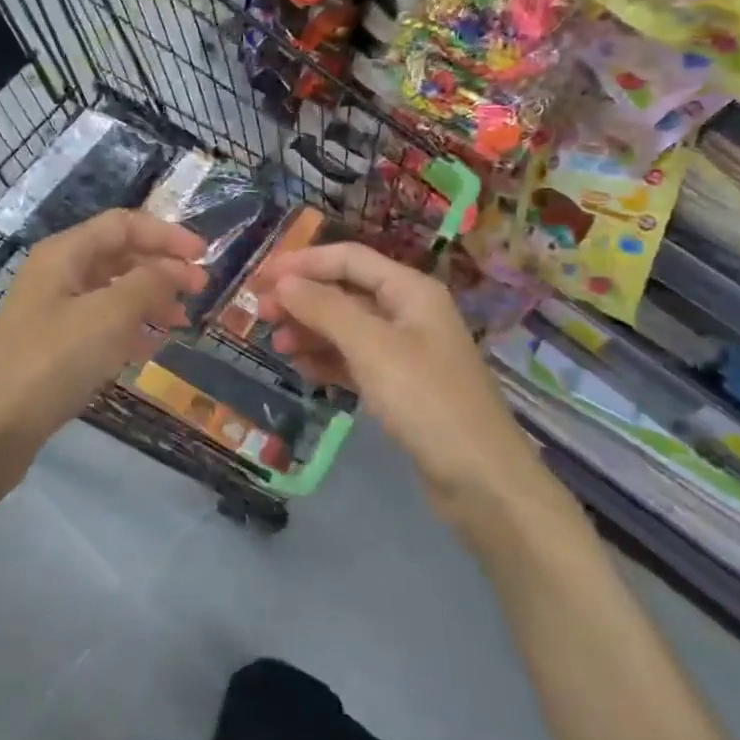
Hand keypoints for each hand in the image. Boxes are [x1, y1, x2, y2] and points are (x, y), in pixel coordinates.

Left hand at [0, 211, 205, 485]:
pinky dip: (130, 329)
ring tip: (182, 322)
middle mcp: (58, 275)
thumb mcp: (108, 316)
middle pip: (119, 256)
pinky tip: (151, 346)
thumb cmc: (52, 362)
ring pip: (112, 292)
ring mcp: (53, 312)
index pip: (124, 225)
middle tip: (200, 291)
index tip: (204, 256)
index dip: (167, 234)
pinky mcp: (54, 347)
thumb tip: (176, 269)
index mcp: (65, 254)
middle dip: (162, 268)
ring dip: (150, 300)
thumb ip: (149, 284)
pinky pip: (101, 325)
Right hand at [254, 243, 561, 532]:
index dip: (302, 263)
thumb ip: (325, 309)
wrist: (481, 480)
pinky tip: (303, 370)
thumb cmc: (426, 401)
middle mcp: (409, 312)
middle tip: (259, 314)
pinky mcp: (402, 387)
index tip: (259, 277)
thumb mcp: (371, 347)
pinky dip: (328, 361)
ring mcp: (406, 352)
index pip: (348, 259)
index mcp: (410, 290)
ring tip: (275, 346)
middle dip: (302, 298)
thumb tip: (284, 282)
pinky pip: (356, 361)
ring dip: (311, 331)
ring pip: (348, 328)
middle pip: (346, 292)